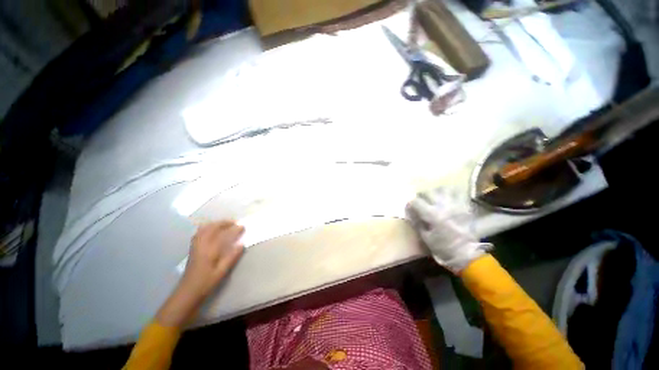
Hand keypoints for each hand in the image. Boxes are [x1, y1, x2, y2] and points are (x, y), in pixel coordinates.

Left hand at [156, 221, 244, 326]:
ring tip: (224, 224)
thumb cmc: (206, 283)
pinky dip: (207, 228)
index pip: (223, 234)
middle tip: (234, 222)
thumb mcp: (222, 272)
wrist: (187, 292)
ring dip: (215, 224)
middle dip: (223, 222)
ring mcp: (195, 246)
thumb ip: (232, 257)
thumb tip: (242, 244)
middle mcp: (201, 245)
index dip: (234, 229)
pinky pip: (199, 233)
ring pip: (204, 229)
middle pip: (211, 228)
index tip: (242, 226)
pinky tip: (212, 231)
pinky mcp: (193, 249)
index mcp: (210, 250)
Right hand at [407, 189, 490, 273]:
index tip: (409, 208)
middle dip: (421, 196)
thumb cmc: (442, 247)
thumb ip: (417, 222)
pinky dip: (451, 192)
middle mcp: (443, 206)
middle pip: (428, 192)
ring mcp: (455, 205)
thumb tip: (410, 213)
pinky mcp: (465, 206)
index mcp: (432, 215)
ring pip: (443, 189)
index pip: (416, 202)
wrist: (466, 254)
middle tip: (420, 202)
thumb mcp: (425, 237)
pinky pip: (458, 192)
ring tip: (434, 198)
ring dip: (436, 192)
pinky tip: (447, 197)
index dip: (410, 204)